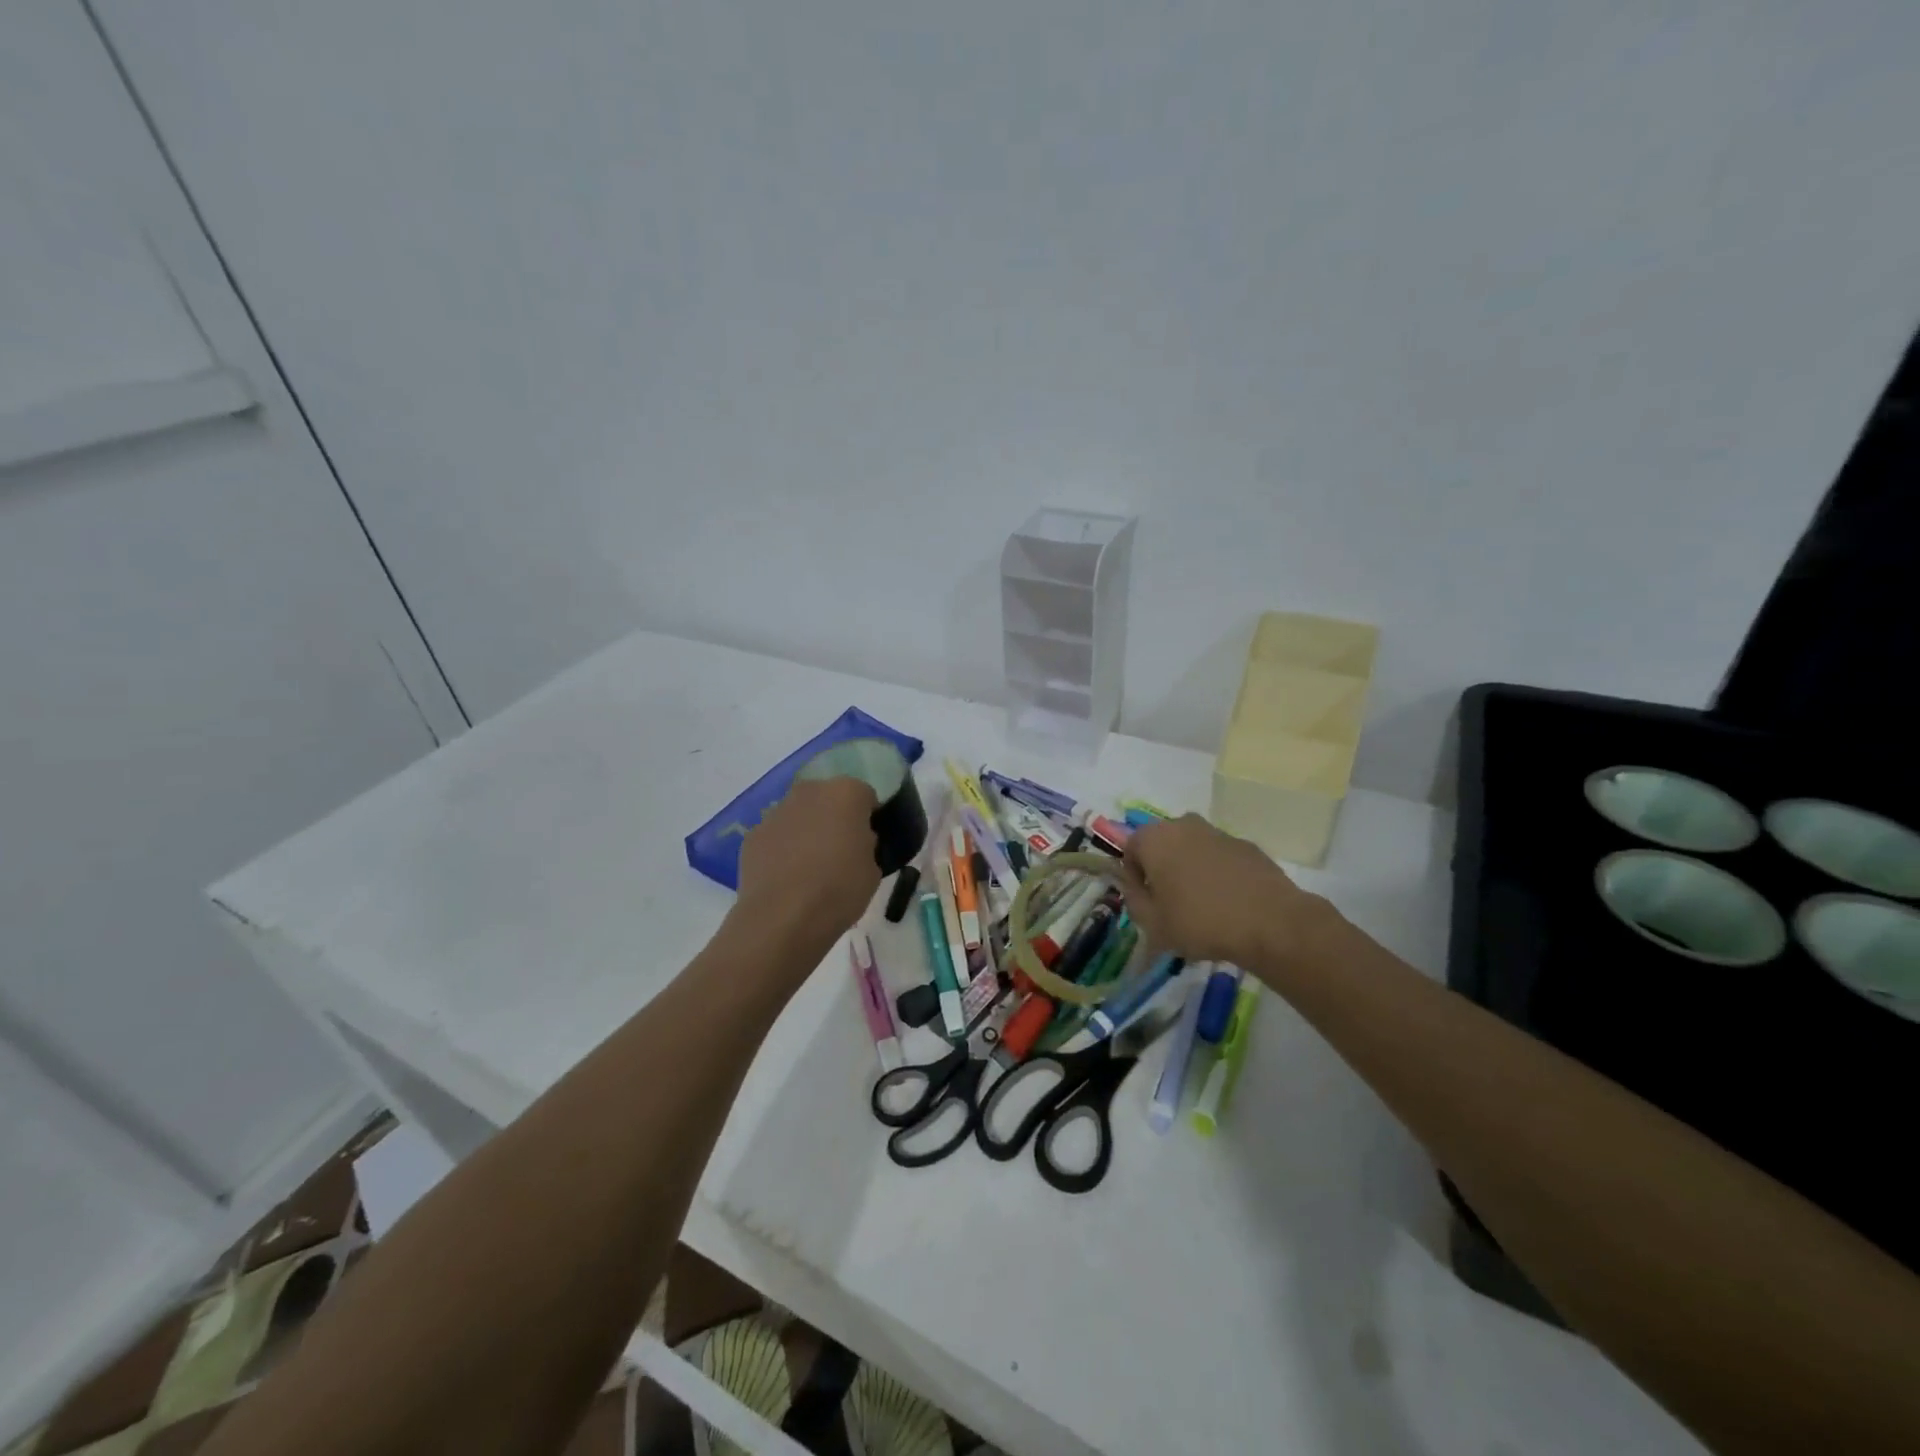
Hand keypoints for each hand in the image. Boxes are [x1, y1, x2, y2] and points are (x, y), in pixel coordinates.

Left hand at [733, 776, 881, 948]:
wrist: (783, 917)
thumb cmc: (839, 889)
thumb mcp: (873, 870)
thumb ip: (866, 845)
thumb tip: (855, 842)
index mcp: (845, 793)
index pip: (865, 796)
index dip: (869, 819)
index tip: (869, 843)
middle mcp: (809, 792)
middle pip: (828, 798)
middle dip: (835, 818)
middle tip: (841, 852)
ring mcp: (776, 812)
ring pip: (800, 815)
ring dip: (807, 831)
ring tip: (811, 869)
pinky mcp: (753, 835)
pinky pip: (777, 836)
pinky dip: (782, 849)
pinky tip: (787, 878)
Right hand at [1122, 813, 1333, 969]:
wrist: (1270, 923)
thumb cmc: (1200, 922)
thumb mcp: (1152, 923)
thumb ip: (1133, 899)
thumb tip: (1131, 885)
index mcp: (1154, 838)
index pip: (1130, 849)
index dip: (1135, 877)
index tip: (1148, 902)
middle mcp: (1183, 825)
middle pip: (1162, 844)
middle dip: (1162, 868)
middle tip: (1171, 902)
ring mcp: (1218, 832)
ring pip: (1192, 848)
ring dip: (1190, 868)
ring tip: (1203, 904)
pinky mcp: (1246, 845)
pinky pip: (1220, 856)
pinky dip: (1218, 872)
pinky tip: (1229, 902)